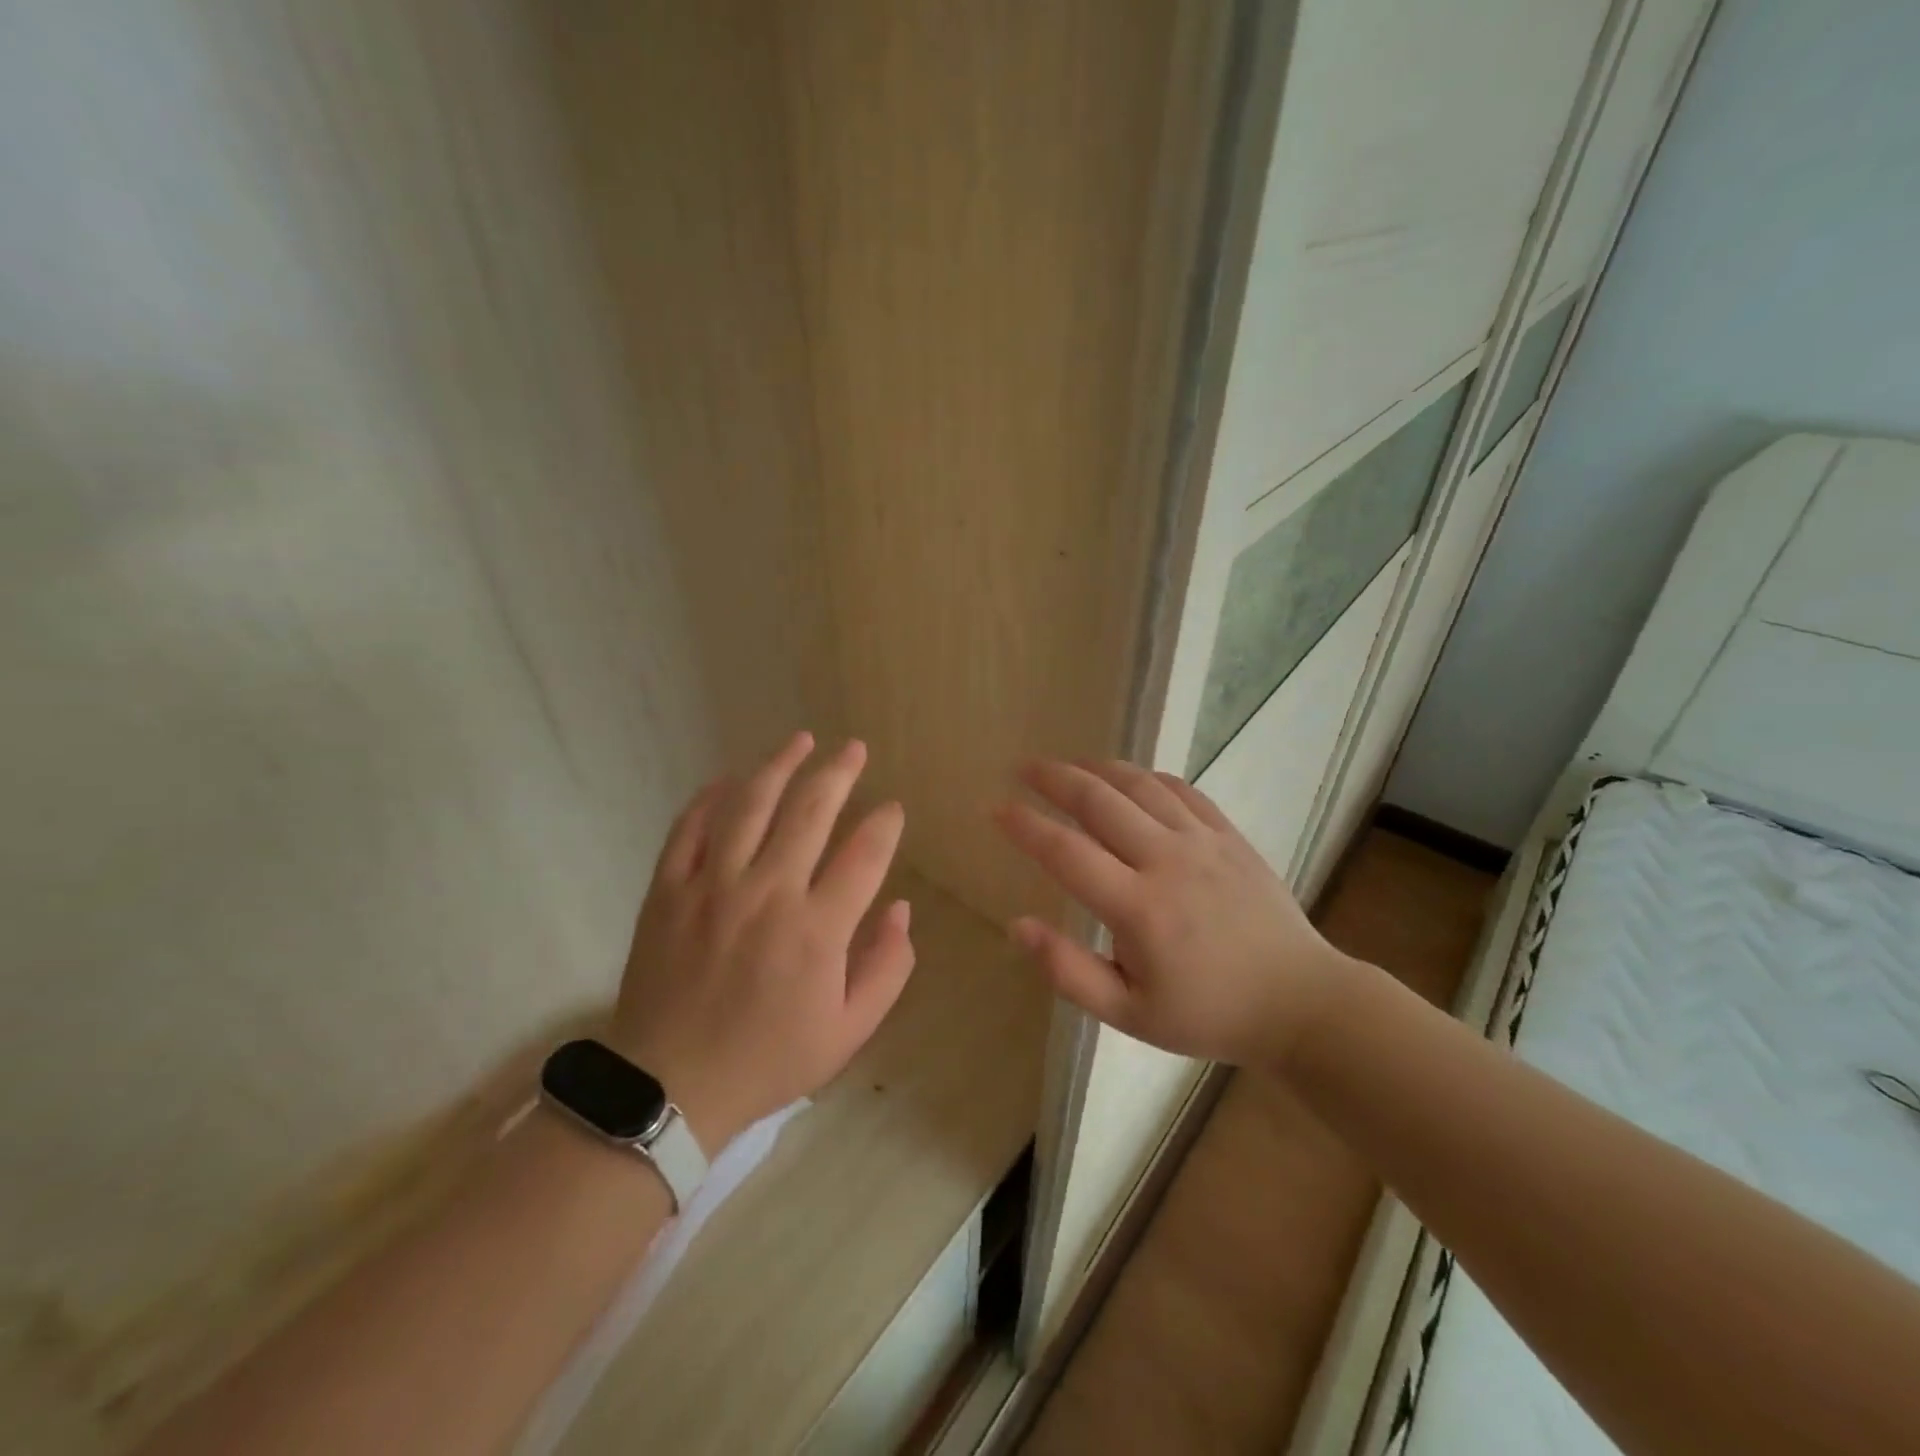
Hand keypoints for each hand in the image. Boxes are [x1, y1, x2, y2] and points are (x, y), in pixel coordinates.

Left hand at [613, 732, 914, 1152]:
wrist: (668, 1087)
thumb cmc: (768, 1060)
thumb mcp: (848, 1032)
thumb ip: (886, 967)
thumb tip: (900, 908)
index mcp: (817, 928)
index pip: (864, 854)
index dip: (884, 823)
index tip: (892, 809)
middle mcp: (768, 892)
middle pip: (810, 811)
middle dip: (838, 772)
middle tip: (853, 748)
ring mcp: (712, 886)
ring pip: (750, 805)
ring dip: (779, 766)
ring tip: (800, 740)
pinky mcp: (669, 890)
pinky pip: (690, 829)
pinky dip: (710, 798)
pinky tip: (728, 780)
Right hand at [994, 759, 1353, 1067]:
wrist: (1299, 1002)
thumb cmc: (1207, 1013)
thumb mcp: (1130, 1014)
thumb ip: (1069, 972)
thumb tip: (1018, 926)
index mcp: (1138, 909)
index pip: (1066, 852)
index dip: (1025, 826)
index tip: (995, 808)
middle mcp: (1167, 862)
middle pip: (1099, 801)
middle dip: (1054, 779)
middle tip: (1022, 767)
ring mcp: (1203, 842)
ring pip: (1139, 786)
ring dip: (1097, 768)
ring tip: (1068, 764)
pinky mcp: (1229, 836)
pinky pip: (1182, 790)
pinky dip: (1147, 776)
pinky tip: (1129, 777)